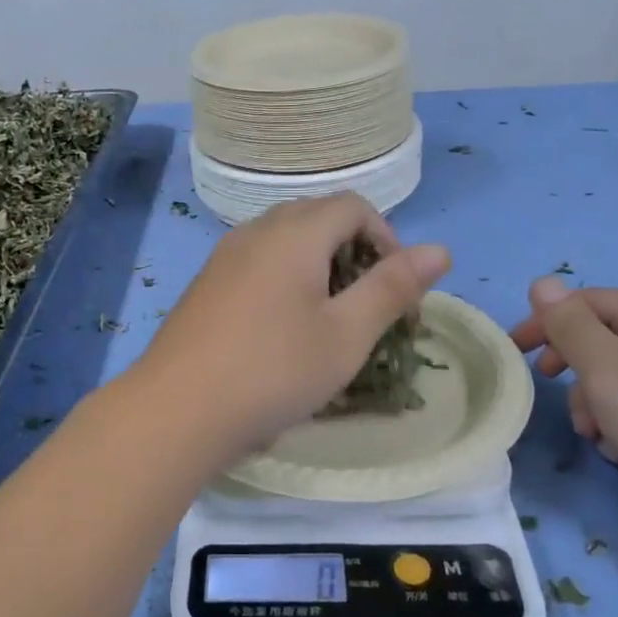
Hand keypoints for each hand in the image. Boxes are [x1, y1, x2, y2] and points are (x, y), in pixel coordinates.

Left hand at [136, 194, 449, 463]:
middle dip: (355, 252)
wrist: (177, 410)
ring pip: (285, 241)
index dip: (387, 239)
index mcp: (294, 233)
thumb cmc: (273, 370)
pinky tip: (282, 330)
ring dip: (319, 268)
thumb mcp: (346, 334)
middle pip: (318, 218)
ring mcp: (224, 257)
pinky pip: (258, 263)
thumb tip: (440, 249)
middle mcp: (255, 231)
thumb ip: (392, 287)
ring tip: (329, 320)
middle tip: (368, 306)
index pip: (354, 206)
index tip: (396, 292)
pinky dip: (285, 280)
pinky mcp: (206, 285)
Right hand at [509, 277, 617, 546]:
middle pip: (602, 340)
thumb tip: (542, 283)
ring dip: (594, 404)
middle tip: (551, 390)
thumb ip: (570, 326)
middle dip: (572, 368)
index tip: (516, 352)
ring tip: (597, 436)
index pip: (588, 301)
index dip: (546, 321)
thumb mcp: (607, 370)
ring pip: (617, 378)